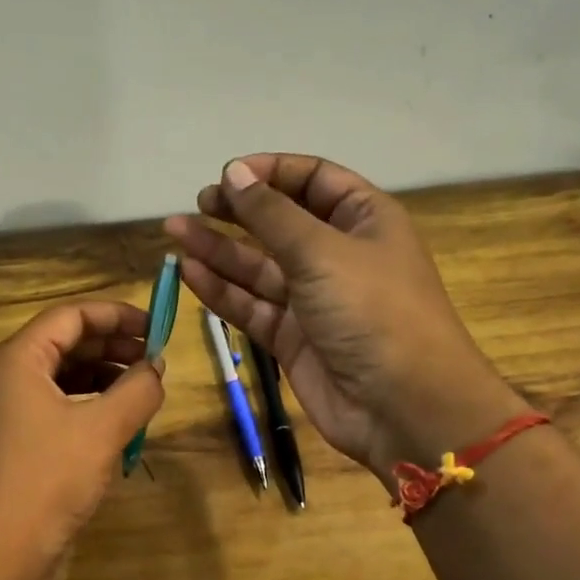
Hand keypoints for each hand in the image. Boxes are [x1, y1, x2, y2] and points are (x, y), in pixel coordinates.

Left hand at [0, 301, 165, 579]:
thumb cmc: (47, 479)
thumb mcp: (103, 429)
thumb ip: (137, 390)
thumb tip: (156, 368)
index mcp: (17, 359)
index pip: (71, 315)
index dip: (116, 315)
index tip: (156, 328)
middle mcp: (5, 377)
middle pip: (65, 343)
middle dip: (113, 347)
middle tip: (155, 361)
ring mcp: (5, 412)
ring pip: (61, 377)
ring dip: (103, 378)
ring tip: (142, 393)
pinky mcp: (12, 443)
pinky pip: (54, 408)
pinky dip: (87, 407)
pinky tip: (116, 426)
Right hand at [165, 155, 524, 482]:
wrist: (404, 407)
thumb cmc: (373, 311)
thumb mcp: (322, 251)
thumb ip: (271, 213)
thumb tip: (234, 173)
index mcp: (363, 220)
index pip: (314, 180)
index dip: (271, 172)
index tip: (228, 175)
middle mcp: (337, 255)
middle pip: (280, 222)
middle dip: (239, 211)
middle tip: (198, 203)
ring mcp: (313, 299)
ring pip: (258, 266)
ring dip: (218, 249)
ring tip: (175, 230)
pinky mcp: (292, 338)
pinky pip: (252, 306)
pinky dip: (222, 290)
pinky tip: (190, 272)